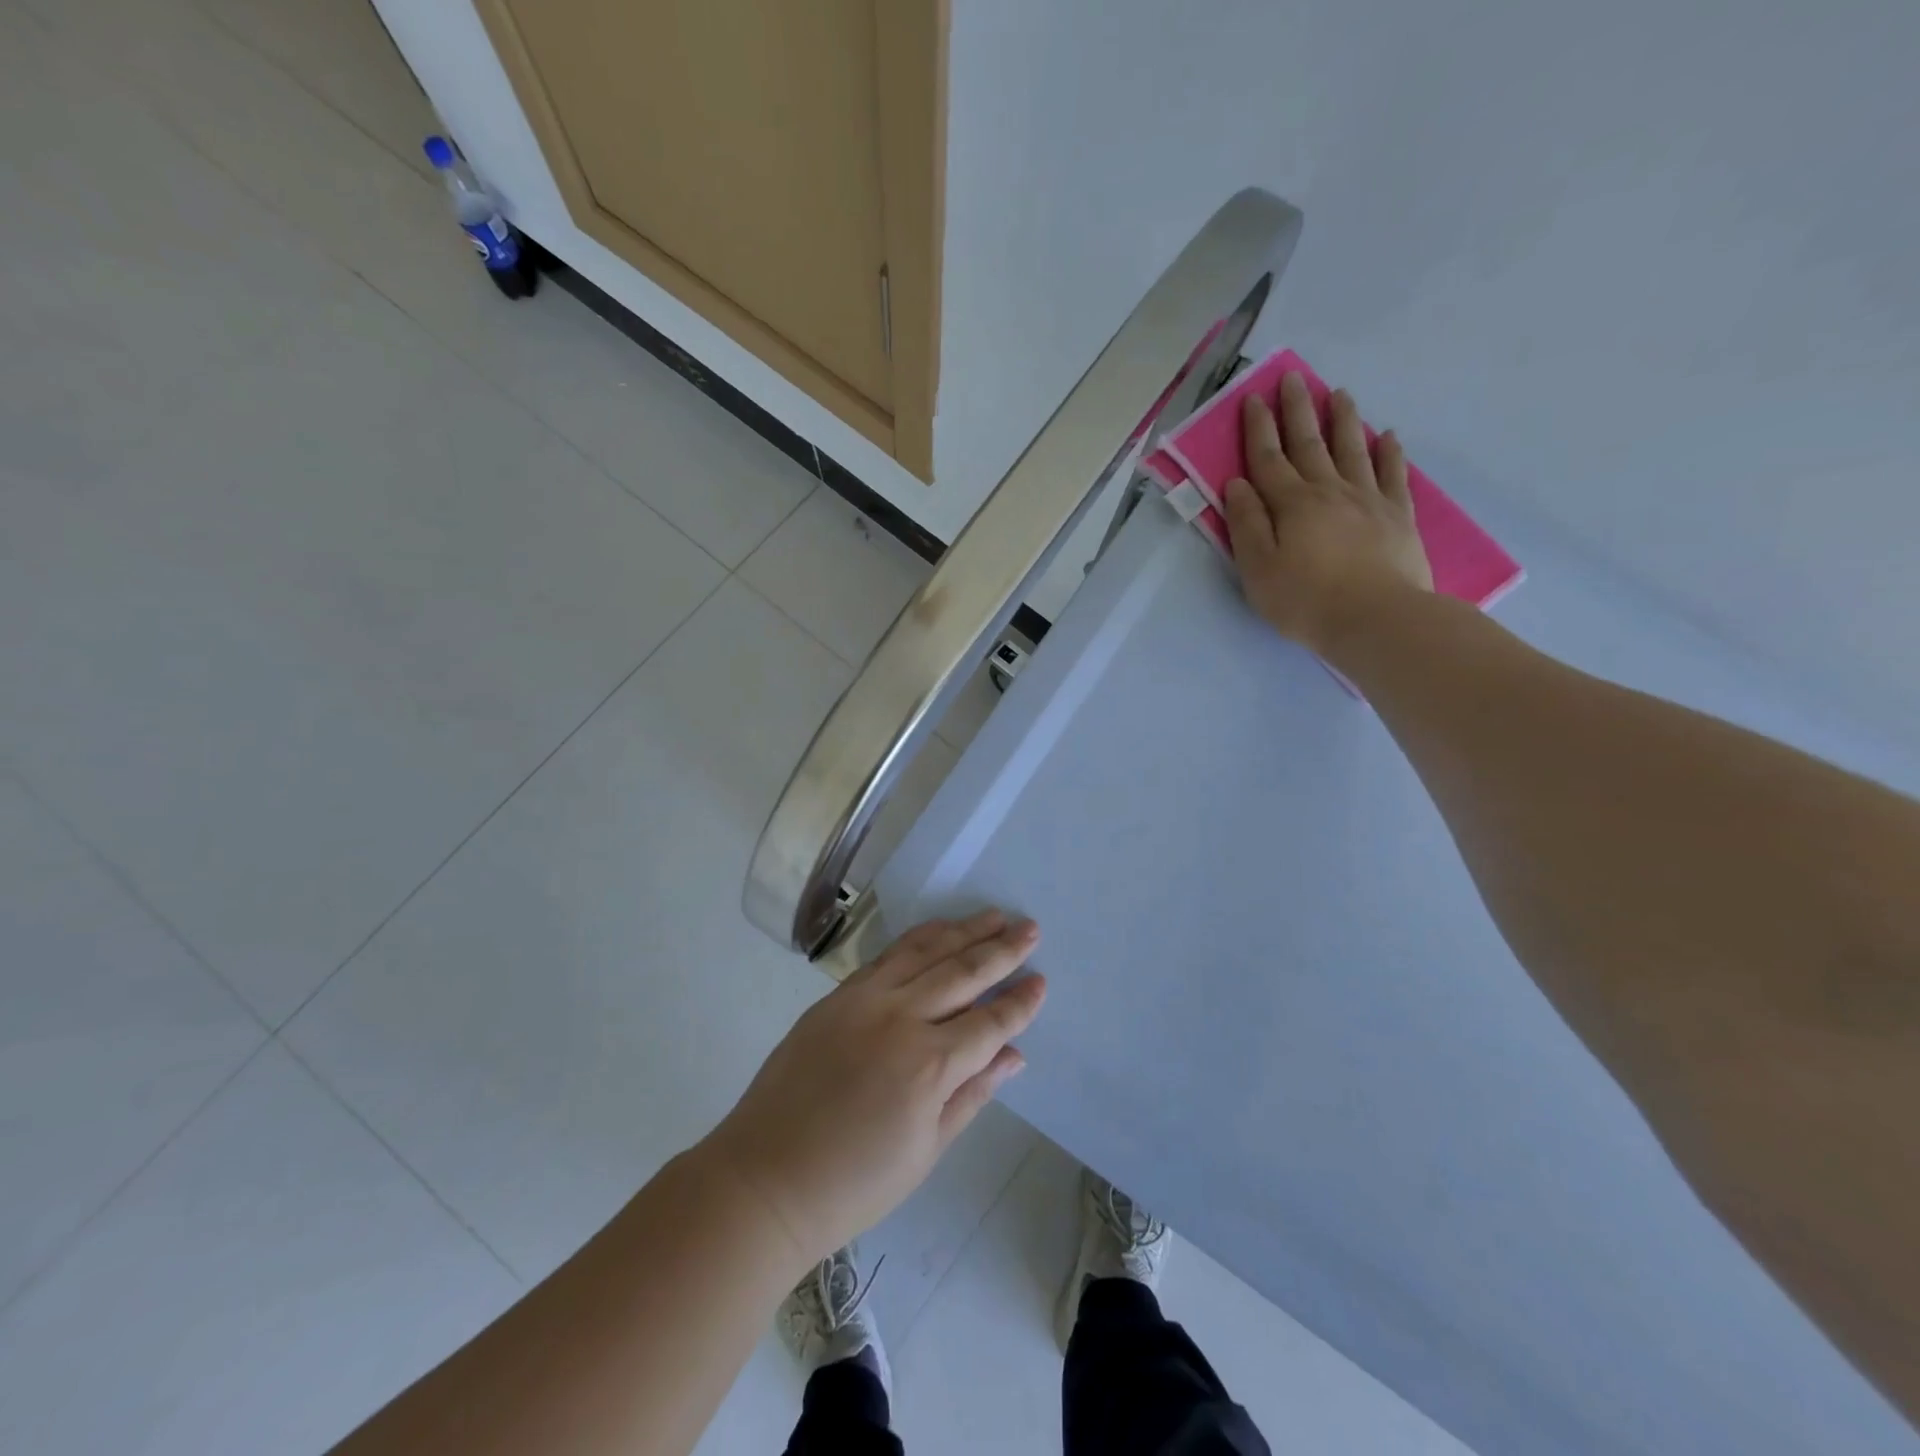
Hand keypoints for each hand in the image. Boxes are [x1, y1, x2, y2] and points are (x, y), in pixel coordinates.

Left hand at [703, 911, 1044, 1268]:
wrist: (765, 1179)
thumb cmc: (854, 1183)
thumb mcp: (926, 1150)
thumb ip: (973, 1093)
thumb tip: (1014, 1055)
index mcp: (930, 1066)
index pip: (990, 1022)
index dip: (1020, 1002)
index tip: (1041, 981)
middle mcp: (901, 1019)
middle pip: (963, 973)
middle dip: (1002, 950)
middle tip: (1030, 928)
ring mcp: (865, 1000)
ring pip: (925, 951)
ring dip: (963, 930)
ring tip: (993, 915)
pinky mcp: (837, 995)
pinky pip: (887, 955)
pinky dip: (918, 938)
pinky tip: (938, 929)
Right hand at [1221, 372, 1432, 652]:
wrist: (1376, 619)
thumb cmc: (1305, 600)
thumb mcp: (1258, 569)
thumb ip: (1247, 524)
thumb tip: (1237, 484)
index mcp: (1291, 504)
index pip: (1268, 459)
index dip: (1259, 428)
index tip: (1253, 398)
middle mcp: (1329, 491)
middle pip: (1309, 444)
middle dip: (1297, 411)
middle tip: (1292, 379)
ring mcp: (1368, 500)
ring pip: (1352, 449)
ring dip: (1342, 420)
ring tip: (1338, 393)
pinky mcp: (1397, 515)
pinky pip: (1392, 474)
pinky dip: (1389, 452)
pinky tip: (1387, 436)